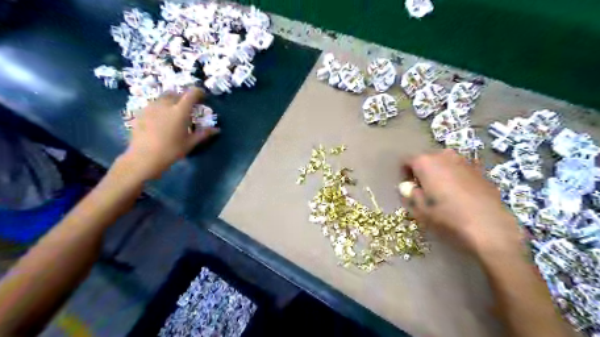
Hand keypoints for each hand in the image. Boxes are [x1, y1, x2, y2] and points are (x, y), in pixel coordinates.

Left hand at [118, 87, 219, 180]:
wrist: (144, 157)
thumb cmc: (172, 150)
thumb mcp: (190, 142)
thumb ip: (204, 134)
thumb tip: (217, 130)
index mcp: (180, 111)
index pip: (191, 94)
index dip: (198, 92)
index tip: (203, 96)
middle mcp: (166, 104)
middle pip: (176, 93)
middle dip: (184, 96)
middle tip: (188, 105)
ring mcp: (151, 107)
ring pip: (163, 97)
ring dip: (171, 100)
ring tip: (174, 111)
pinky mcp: (141, 112)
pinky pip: (153, 104)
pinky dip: (160, 107)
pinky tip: (161, 118)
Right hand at [400, 149, 523, 255]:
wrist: (490, 228)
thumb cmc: (448, 218)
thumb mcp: (420, 210)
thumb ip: (410, 194)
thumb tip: (408, 187)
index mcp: (425, 162)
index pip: (406, 161)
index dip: (404, 174)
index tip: (407, 189)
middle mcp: (444, 155)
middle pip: (426, 160)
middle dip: (422, 173)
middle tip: (423, 191)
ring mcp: (464, 160)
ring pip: (444, 163)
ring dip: (439, 174)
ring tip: (442, 193)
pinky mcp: (480, 170)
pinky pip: (460, 169)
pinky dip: (455, 177)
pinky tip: (460, 194)